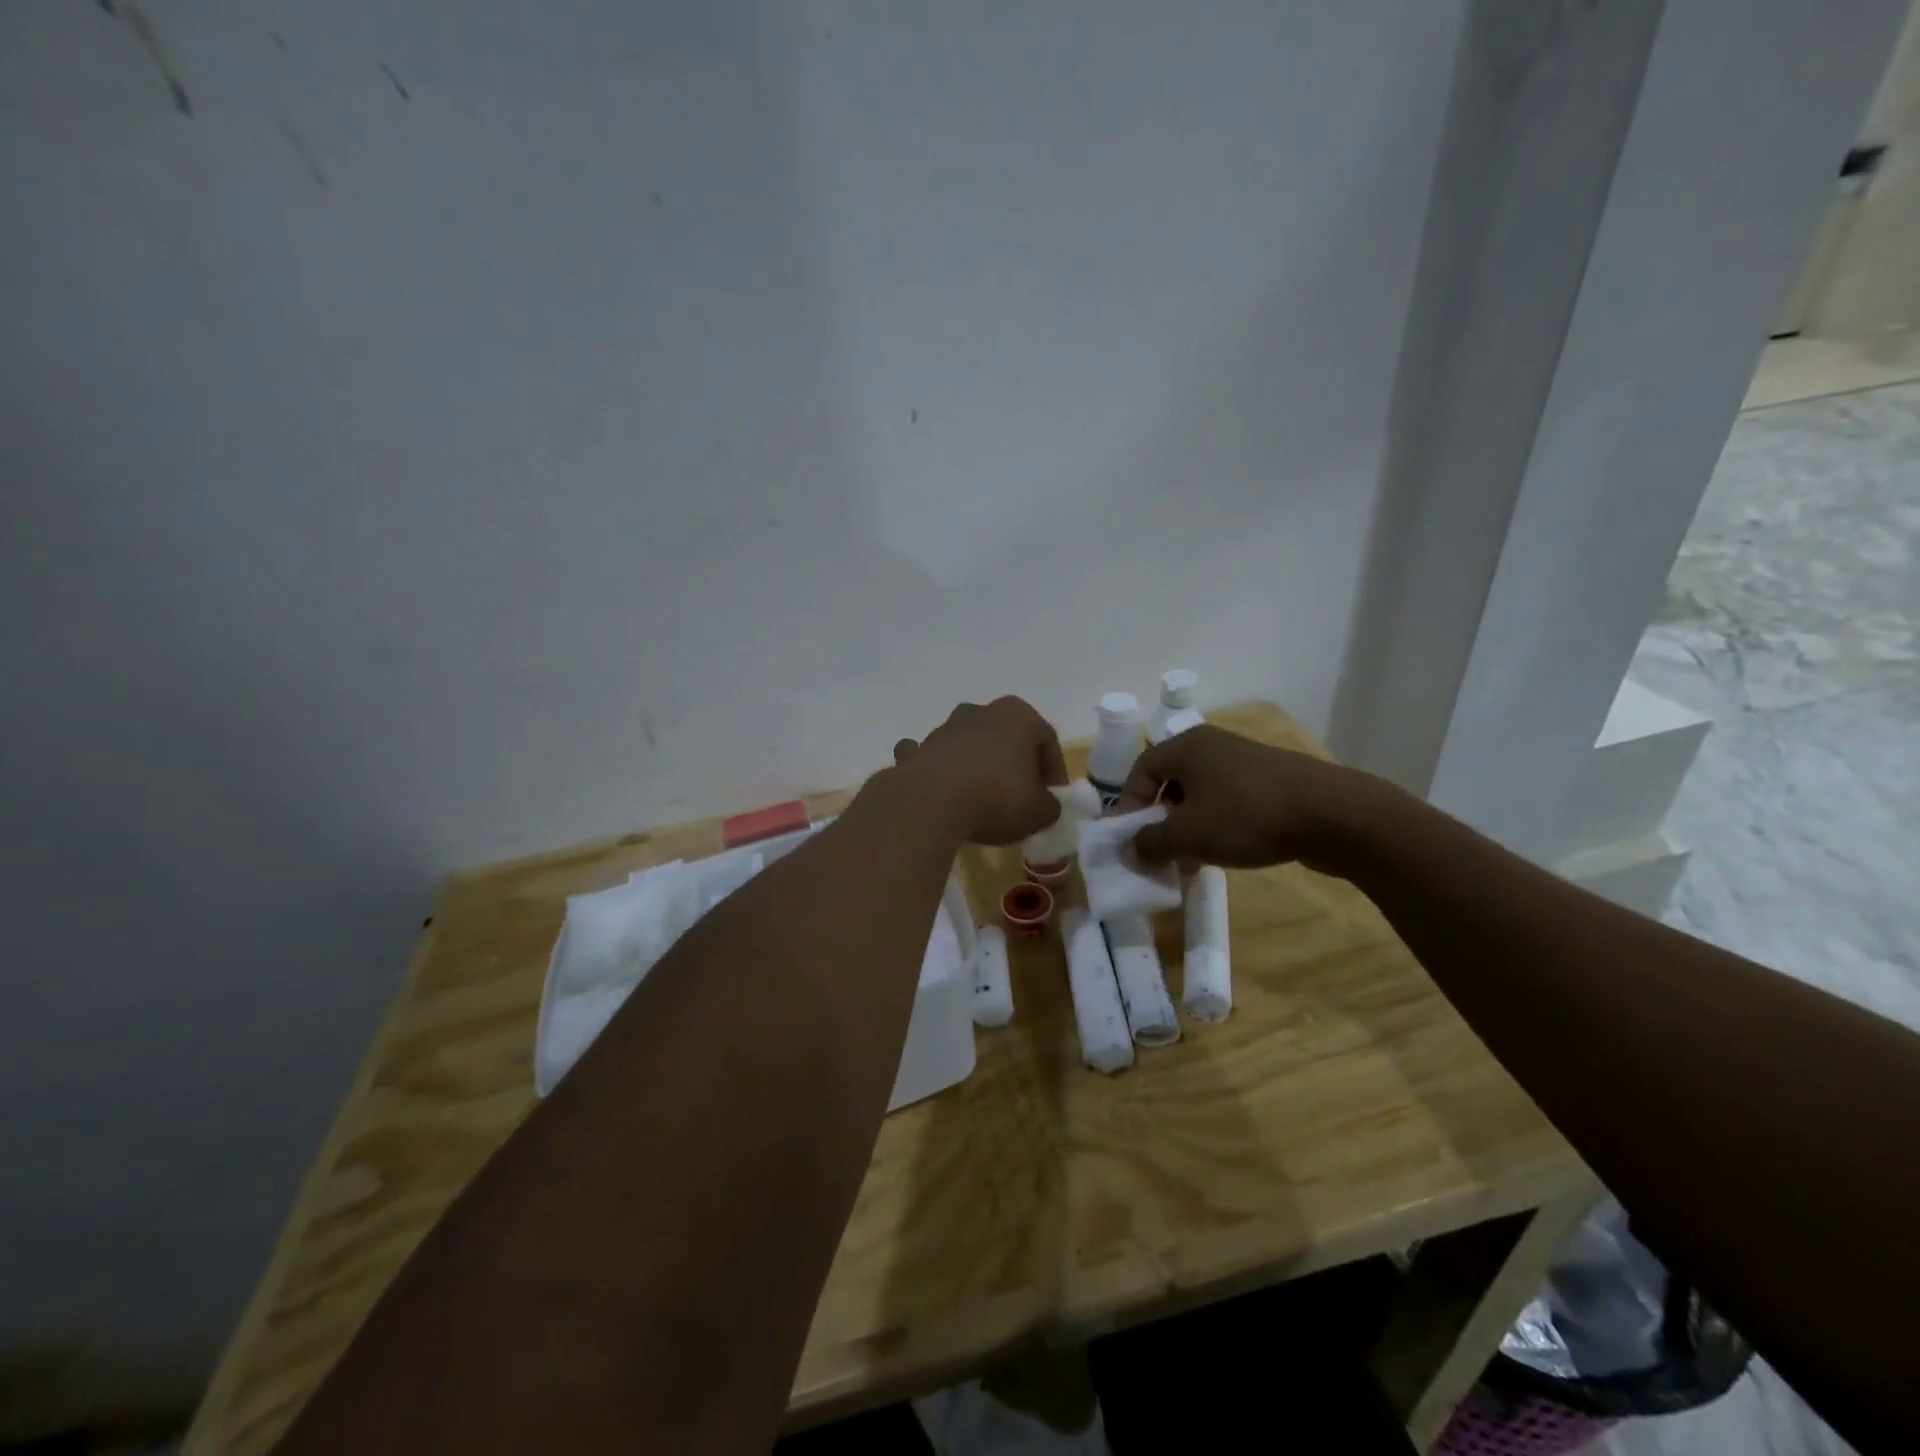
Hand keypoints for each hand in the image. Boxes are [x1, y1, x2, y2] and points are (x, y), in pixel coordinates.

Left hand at [890, 697, 1068, 845]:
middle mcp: (982, 712)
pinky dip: (940, 771)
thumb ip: (1049, 806)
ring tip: (983, 802)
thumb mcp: (1039, 811)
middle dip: (1016, 765)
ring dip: (979, 767)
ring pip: (971, 745)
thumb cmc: (997, 797)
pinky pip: (935, 759)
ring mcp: (946, 728)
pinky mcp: (919, 750)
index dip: (1053, 772)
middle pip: (1007, 739)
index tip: (1051, 798)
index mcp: (1019, 716)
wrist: (932, 802)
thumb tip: (1045, 806)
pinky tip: (943, 793)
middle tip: (1021, 797)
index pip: (1047, 741)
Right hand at [1116, 724, 1371, 870]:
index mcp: (1185, 746)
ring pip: (1200, 794)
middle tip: (1160, 852)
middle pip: (1170, 781)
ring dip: (1188, 827)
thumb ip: (1152, 842)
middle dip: (1160, 820)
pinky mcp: (1269, 779)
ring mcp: (1243, 760)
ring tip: (1192, 860)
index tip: (1131, 838)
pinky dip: (1216, 823)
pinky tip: (1225, 852)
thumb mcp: (1189, 834)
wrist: (1332, 814)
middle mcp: (1211, 745)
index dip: (1129, 804)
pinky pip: (1228, 799)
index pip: (1140, 770)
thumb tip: (1129, 849)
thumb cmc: (1246, 816)